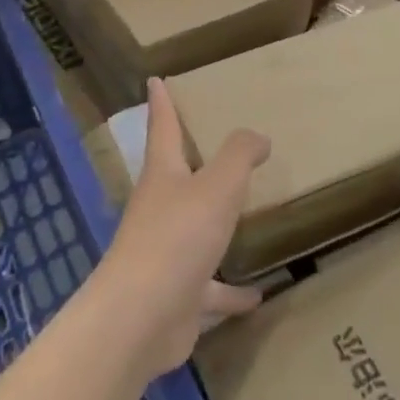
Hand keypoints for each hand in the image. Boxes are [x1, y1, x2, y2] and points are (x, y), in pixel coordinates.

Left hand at [94, 78, 269, 378]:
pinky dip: (231, 292)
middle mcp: (160, 209)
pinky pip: (210, 289)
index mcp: (163, 176)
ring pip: (195, 232)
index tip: (155, 80)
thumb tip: (258, 136)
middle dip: (189, 161)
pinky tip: (259, 294)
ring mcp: (165, 254)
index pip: (162, 128)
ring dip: (216, 228)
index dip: (162, 102)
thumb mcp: (217, 186)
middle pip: (175, 178)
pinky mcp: (176, 296)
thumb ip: (239, 156)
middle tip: (210, 145)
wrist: (140, 320)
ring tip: (245, 220)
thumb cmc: (177, 237)